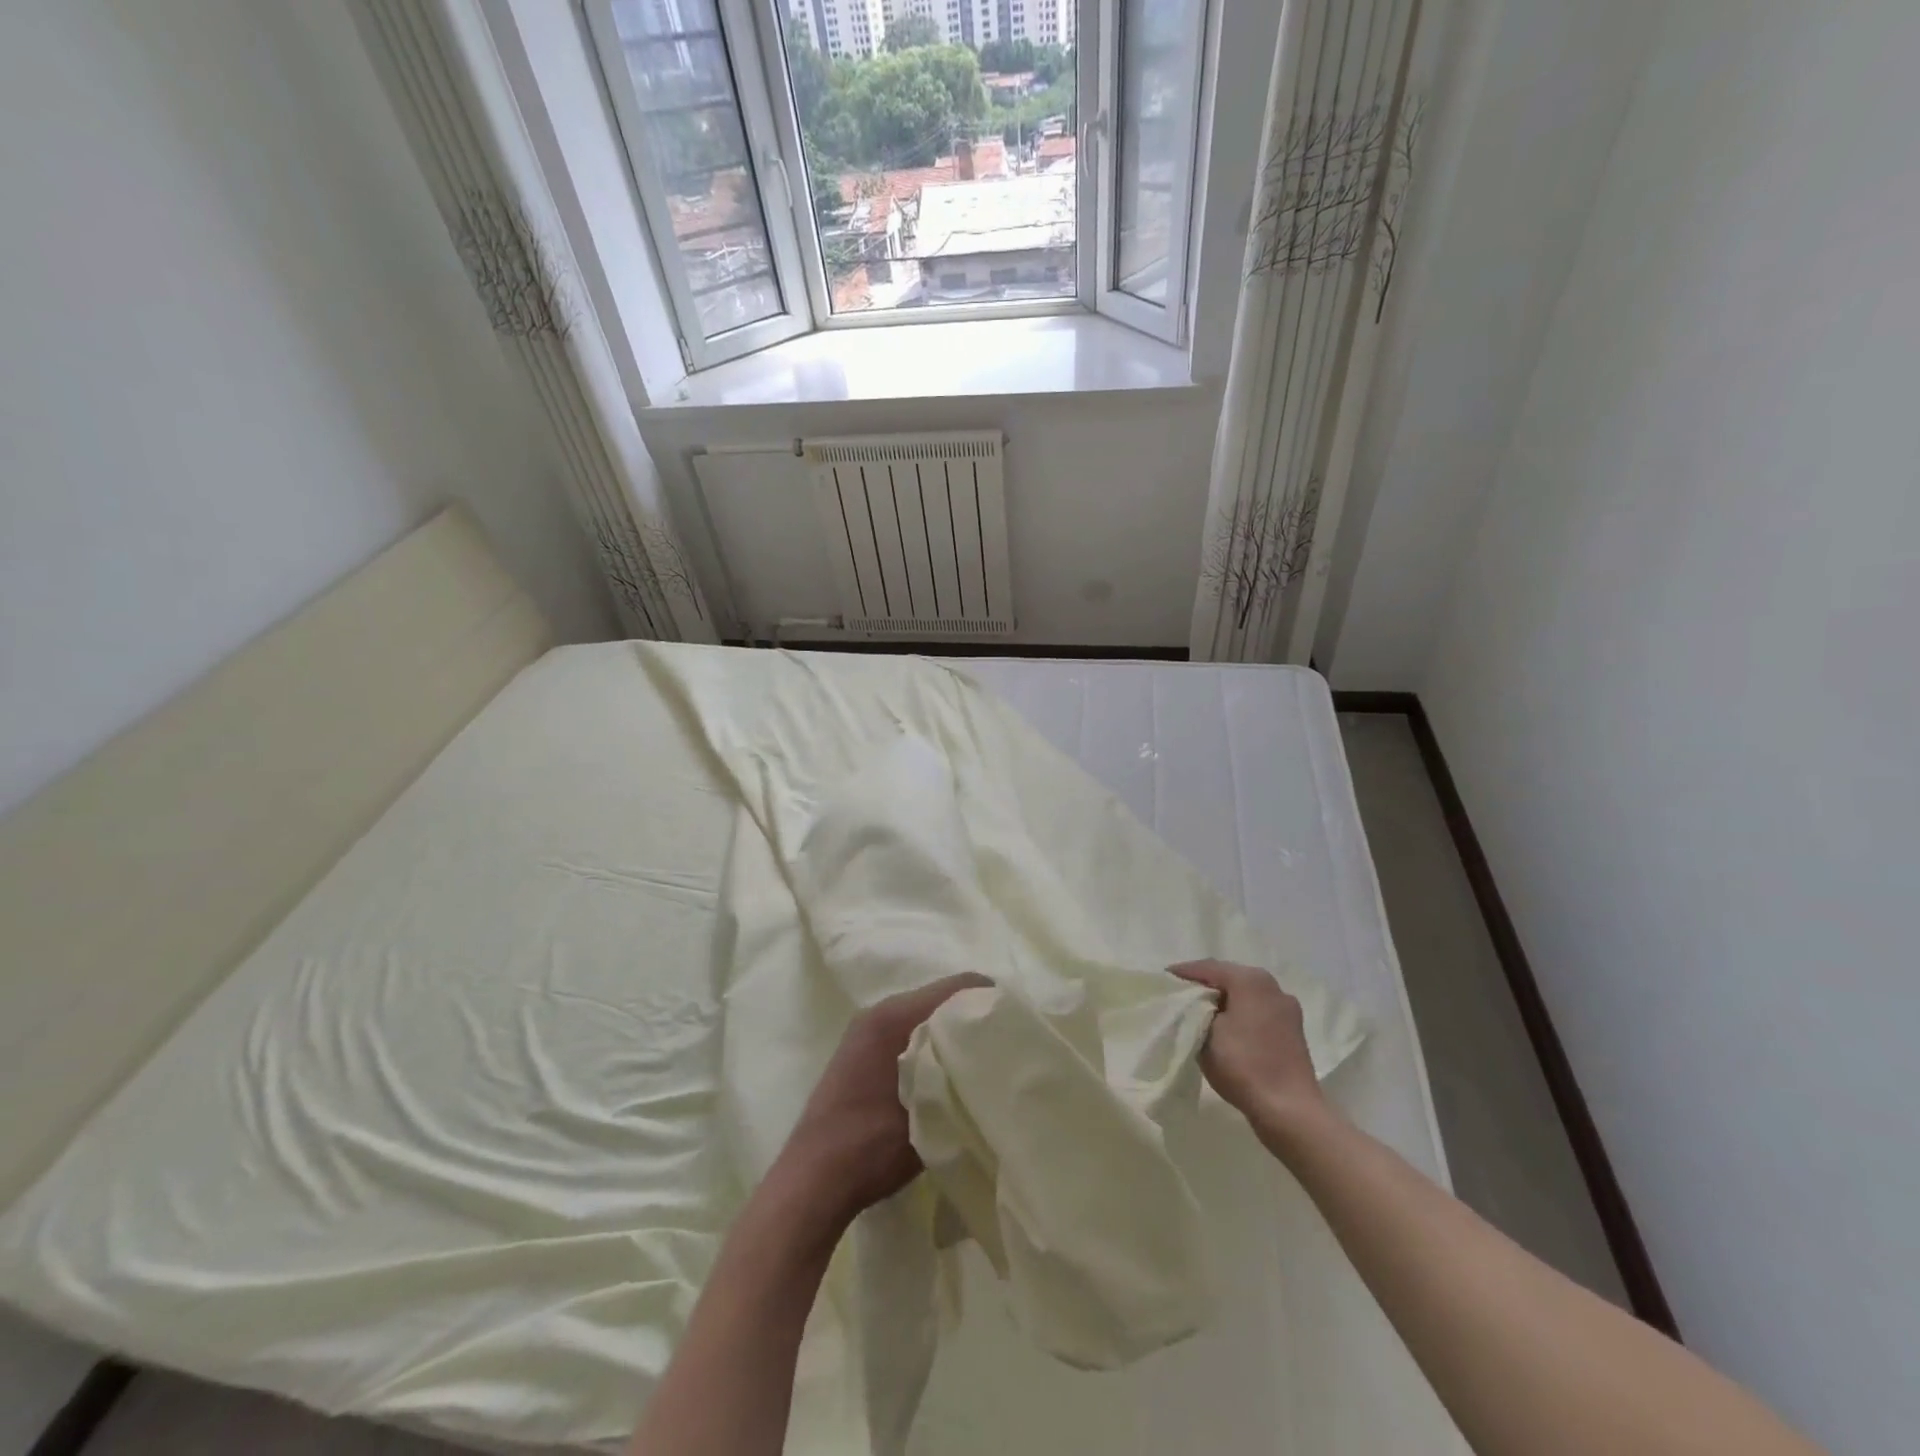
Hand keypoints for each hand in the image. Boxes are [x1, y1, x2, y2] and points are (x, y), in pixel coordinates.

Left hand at [775, 973, 991, 1227]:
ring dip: (953, 1032)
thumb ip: (963, 1079)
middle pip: (942, 997)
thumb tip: (999, 1066)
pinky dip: (933, 1044)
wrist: (812, 1182)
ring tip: (985, 1061)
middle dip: (975, 1016)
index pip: (958, 986)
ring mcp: (867, 1031)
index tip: (1020, 1026)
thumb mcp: (929, 1114)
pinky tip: (950, 1075)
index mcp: (894, 1016)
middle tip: (1008, 1044)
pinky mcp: (863, 1052)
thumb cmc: (870, 1147)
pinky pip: (910, 1032)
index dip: (992, 1001)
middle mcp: (879, 1012)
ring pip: (926, 1016)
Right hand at [1171, 960, 1327, 1135]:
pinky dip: (1239, 1013)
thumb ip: (1194, 1011)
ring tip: (1199, 1010)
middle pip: (1229, 978)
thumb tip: (1193, 1005)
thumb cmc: (1243, 1065)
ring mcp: (1286, 1008)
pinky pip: (1257, 1011)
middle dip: (1204, 985)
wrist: (1290, 1111)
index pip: (1208, 968)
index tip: (1163, 979)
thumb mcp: (1205, 1034)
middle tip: (1178, 993)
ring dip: (1223, 1000)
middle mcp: (1272, 986)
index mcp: (1251, 980)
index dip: (1183, 973)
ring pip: (1245, 995)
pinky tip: (1226, 1027)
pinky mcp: (1292, 1030)